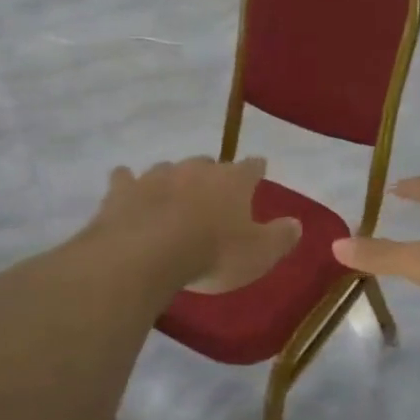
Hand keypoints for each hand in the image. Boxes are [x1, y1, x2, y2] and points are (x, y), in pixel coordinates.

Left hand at [85, 156, 301, 294]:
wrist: (147, 254)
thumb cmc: (212, 253)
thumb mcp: (259, 255)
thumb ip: (280, 237)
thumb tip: (296, 223)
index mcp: (232, 181)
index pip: (252, 167)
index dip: (256, 169)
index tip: (259, 171)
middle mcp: (195, 169)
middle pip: (208, 164)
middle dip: (212, 175)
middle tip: (213, 194)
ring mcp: (156, 175)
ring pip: (168, 169)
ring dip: (173, 180)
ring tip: (173, 197)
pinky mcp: (123, 189)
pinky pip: (125, 178)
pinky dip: (128, 183)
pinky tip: (126, 188)